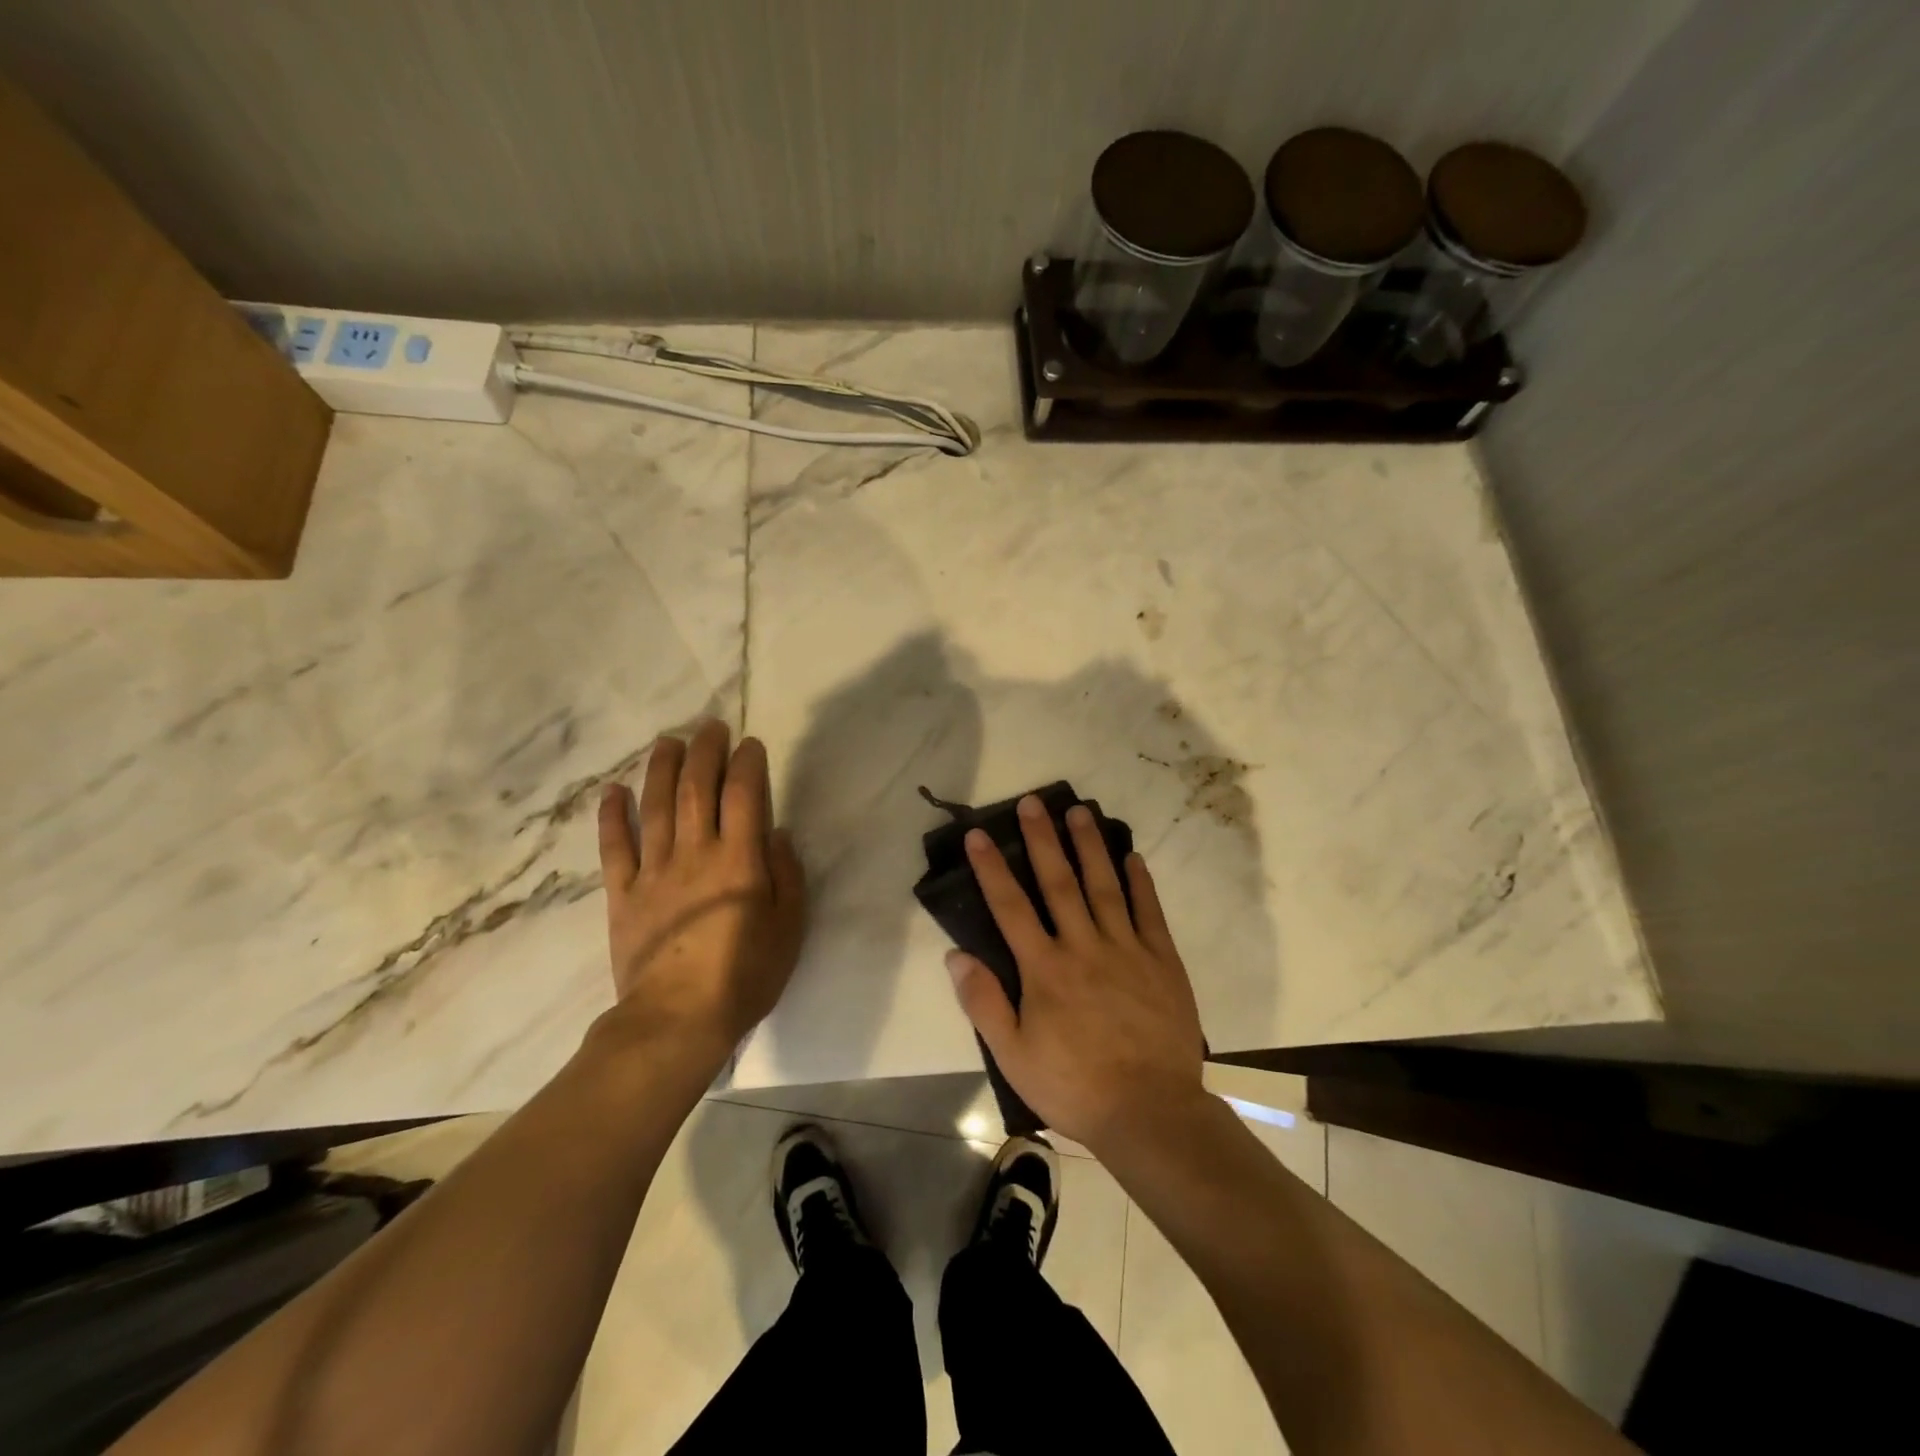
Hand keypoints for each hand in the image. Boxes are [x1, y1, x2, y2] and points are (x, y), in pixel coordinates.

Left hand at [596, 721, 806, 1062]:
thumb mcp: (789, 928)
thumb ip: (787, 876)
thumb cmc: (745, 976)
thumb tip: (776, 834)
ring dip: (660, 769)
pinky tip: (613, 791)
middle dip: (704, 752)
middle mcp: (695, 853)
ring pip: (655, 807)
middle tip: (709, 726)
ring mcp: (653, 871)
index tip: (750, 744)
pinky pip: (615, 848)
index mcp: (739, 860)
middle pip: (696, 789)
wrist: (677, 1020)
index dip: (747, 764)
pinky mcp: (623, 894)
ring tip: (667, 741)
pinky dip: (613, 817)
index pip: (744, 795)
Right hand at [945, 796, 1206, 1153]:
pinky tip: (1132, 856)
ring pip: (1104, 886)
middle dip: (1042, 839)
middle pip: (1059, 882)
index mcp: (1044, 969)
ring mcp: (1127, 950)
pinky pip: (1148, 912)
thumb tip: (956, 955)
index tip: (979, 834)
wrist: (1150, 1112)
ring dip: (1090, 846)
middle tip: (1034, 801)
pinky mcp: (1162, 961)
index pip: (1010, 907)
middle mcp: (1083, 947)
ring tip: (1079, 811)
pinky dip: (1140, 882)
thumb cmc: (1074, 1085)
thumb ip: (983, 1003)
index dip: (992, 868)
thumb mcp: (1014, 1056)